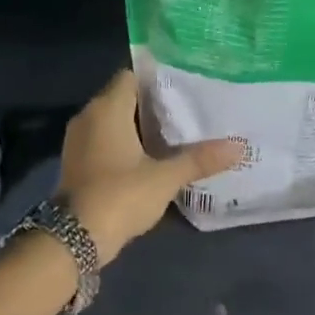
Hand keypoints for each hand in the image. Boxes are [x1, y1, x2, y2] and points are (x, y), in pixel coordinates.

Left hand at [59, 70, 243, 262]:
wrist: (75, 238)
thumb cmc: (120, 195)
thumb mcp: (165, 178)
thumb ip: (199, 159)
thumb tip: (239, 147)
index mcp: (106, 109)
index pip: (131, 76)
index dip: (157, 78)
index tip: (184, 85)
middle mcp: (88, 117)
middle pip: (124, 98)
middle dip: (153, 104)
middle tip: (189, 109)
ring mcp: (79, 141)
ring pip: (113, 122)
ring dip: (140, 127)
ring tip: (176, 133)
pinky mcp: (78, 164)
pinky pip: (105, 142)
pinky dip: (126, 145)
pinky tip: (152, 157)